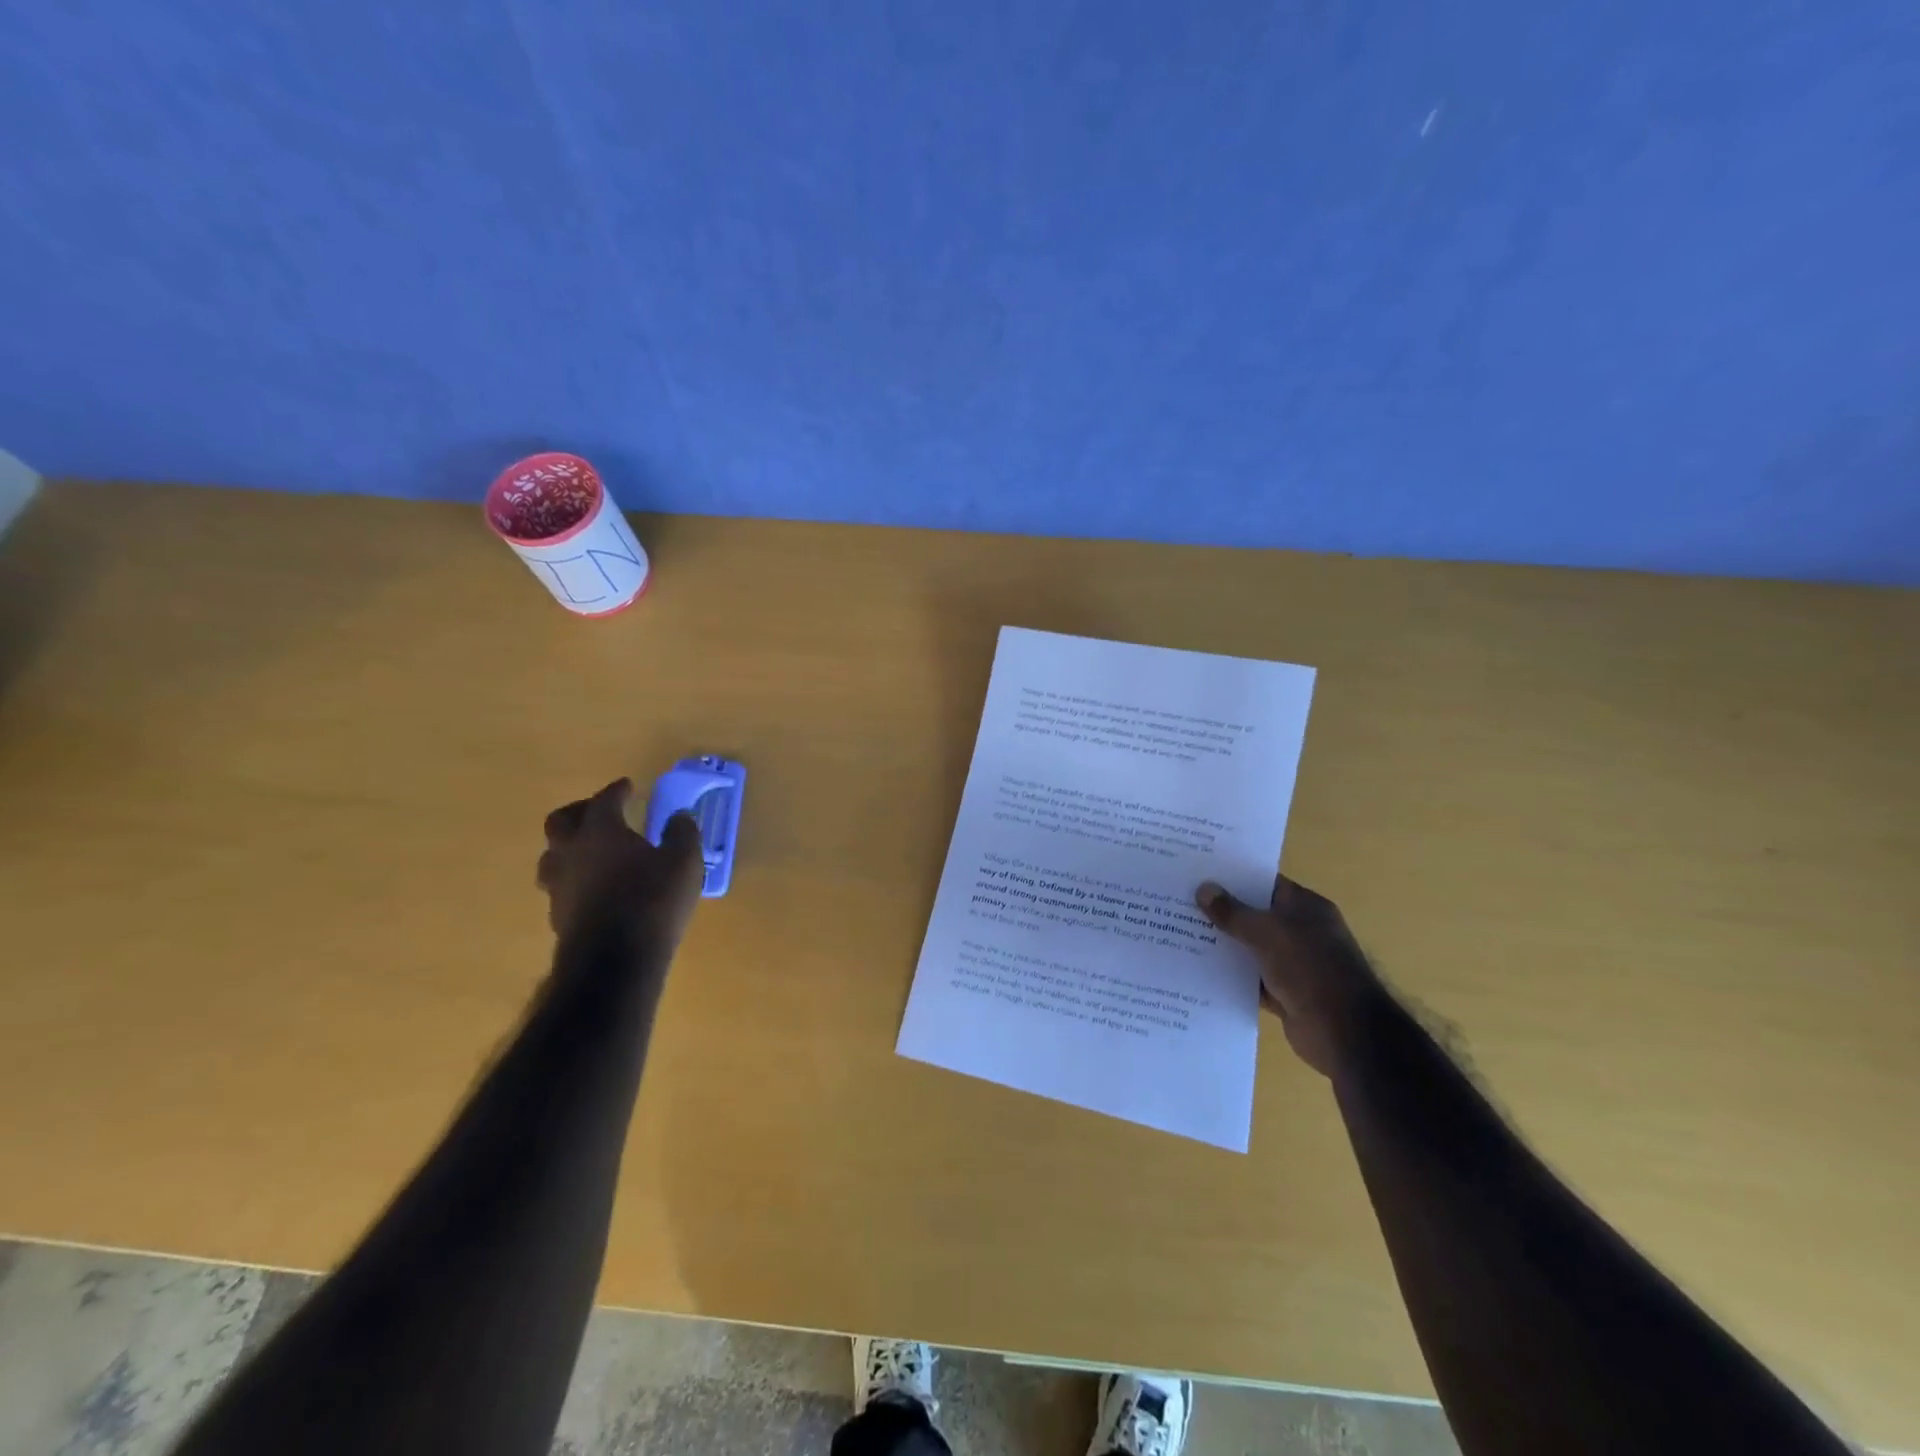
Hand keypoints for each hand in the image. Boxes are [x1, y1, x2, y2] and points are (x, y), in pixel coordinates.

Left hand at [537, 779, 705, 951]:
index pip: (603, 800)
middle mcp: (571, 852)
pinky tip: (594, 887)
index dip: (616, 790)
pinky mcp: (558, 916)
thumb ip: (682, 833)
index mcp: (600, 831)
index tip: (628, 786)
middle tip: (598, 812)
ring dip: (569, 847)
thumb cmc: (652, 901)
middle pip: (560, 821)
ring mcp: (559, 885)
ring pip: (552, 856)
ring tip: (590, 851)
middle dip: (579, 811)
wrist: (613, 962)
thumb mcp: (684, 861)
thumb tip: (679, 817)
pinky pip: (560, 885)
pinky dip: (574, 878)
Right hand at [1196, 874, 1384, 1076]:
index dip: (1234, 877)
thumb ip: (1232, 912)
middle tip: (1180, 902)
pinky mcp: (1285, 993)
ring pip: (1251, 948)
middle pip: (1255, 916)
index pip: (1265, 883)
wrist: (1344, 1031)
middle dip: (1222, 911)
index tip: (1199, 873)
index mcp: (1306, 907)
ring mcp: (1294, 964)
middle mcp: (1301, 931)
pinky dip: (1231, 976)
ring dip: (1224, 945)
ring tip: (1181, 933)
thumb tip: (1203, 889)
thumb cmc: (1308, 967)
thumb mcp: (1266, 932)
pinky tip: (1198, 970)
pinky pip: (1251, 978)